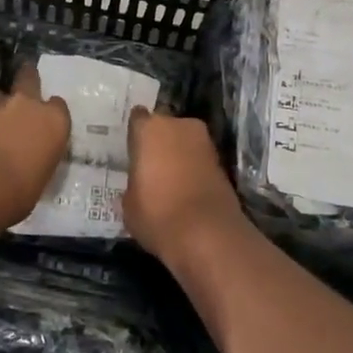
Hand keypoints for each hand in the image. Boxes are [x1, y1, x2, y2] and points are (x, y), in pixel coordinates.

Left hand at [0, 66, 70, 227]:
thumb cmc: (17, 193)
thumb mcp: (38, 180)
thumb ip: (36, 160)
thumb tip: (28, 163)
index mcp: (53, 123)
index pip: (59, 106)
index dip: (51, 112)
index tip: (46, 121)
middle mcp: (27, 106)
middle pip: (29, 78)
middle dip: (26, 79)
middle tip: (22, 87)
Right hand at [121, 109, 245, 265]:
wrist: (207, 233)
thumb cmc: (156, 213)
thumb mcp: (129, 204)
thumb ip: (133, 185)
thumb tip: (139, 186)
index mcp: (149, 129)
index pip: (138, 118)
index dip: (136, 135)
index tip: (133, 150)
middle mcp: (178, 125)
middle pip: (165, 126)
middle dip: (160, 141)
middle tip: (152, 164)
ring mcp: (204, 141)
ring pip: (185, 141)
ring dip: (180, 153)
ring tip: (170, 179)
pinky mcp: (223, 161)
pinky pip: (200, 159)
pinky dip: (195, 168)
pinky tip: (187, 188)